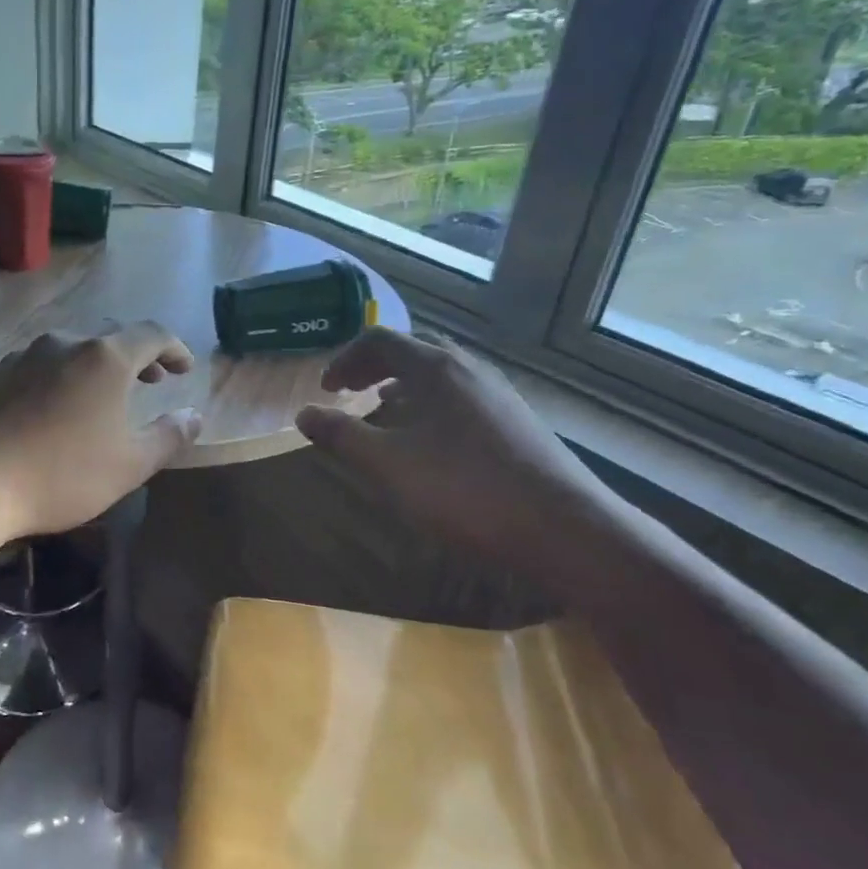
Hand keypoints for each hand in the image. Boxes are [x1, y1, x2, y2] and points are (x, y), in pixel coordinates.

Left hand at [0, 322, 201, 541]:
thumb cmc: (61, 475)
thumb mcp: (130, 465)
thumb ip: (169, 436)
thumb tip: (194, 415)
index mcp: (104, 358)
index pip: (151, 335)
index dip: (174, 348)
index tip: (184, 368)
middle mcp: (63, 343)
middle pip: (110, 338)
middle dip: (136, 357)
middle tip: (151, 381)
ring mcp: (22, 356)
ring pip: (71, 350)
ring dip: (95, 367)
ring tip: (102, 395)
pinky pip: (38, 366)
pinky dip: (59, 378)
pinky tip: (53, 408)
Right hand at [295, 328, 606, 558]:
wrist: (564, 528)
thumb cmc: (464, 490)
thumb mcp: (387, 465)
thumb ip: (341, 436)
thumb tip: (303, 413)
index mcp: (434, 368)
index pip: (379, 340)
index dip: (344, 359)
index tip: (326, 388)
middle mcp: (468, 369)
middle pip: (413, 348)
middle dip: (374, 365)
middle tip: (350, 391)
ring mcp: (498, 393)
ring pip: (441, 372)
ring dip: (404, 383)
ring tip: (384, 408)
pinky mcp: (517, 420)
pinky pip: (461, 394)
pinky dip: (432, 401)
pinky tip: (430, 438)